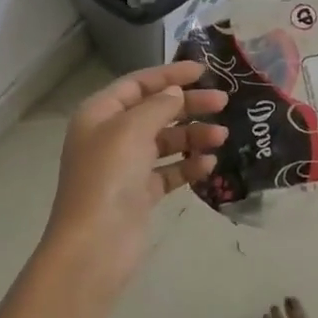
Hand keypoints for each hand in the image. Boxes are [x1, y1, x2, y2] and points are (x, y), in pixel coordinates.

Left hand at [42, 60, 228, 295]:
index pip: (138, 83)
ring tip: (222, 137)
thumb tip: (175, 92)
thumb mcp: (131, 130)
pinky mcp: (139, 194)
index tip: (203, 71)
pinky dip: (187, 165)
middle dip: (188, 105)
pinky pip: (168, 171)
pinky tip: (209, 164)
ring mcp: (125, 167)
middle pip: (154, 110)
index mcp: (99, 113)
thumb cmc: (108, 177)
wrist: (94, 246)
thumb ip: (158, 106)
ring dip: (193, 136)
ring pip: (164, 141)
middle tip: (223, 102)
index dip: (170, 74)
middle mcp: (110, 136)